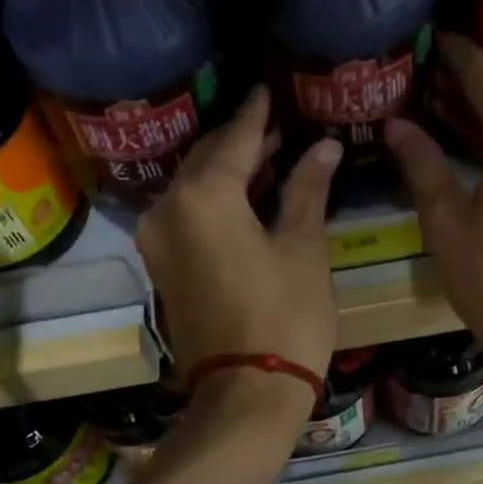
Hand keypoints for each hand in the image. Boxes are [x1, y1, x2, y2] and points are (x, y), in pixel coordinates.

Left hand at [136, 85, 340, 397]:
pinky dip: (215, 201)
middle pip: (206, 159)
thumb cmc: (285, 317)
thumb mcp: (303, 248)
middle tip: (276, 125)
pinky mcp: (162, 267)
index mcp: (204, 197)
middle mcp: (168, 209)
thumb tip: (324, 147)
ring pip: (194, 188)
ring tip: (268, 157)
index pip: (235, 139)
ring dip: (228, 171)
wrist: (245, 394)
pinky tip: (245, 198)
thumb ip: (307, 190)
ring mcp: (158, 240)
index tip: (267, 89)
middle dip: (240, 141)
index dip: (256, 114)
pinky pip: (188, 215)